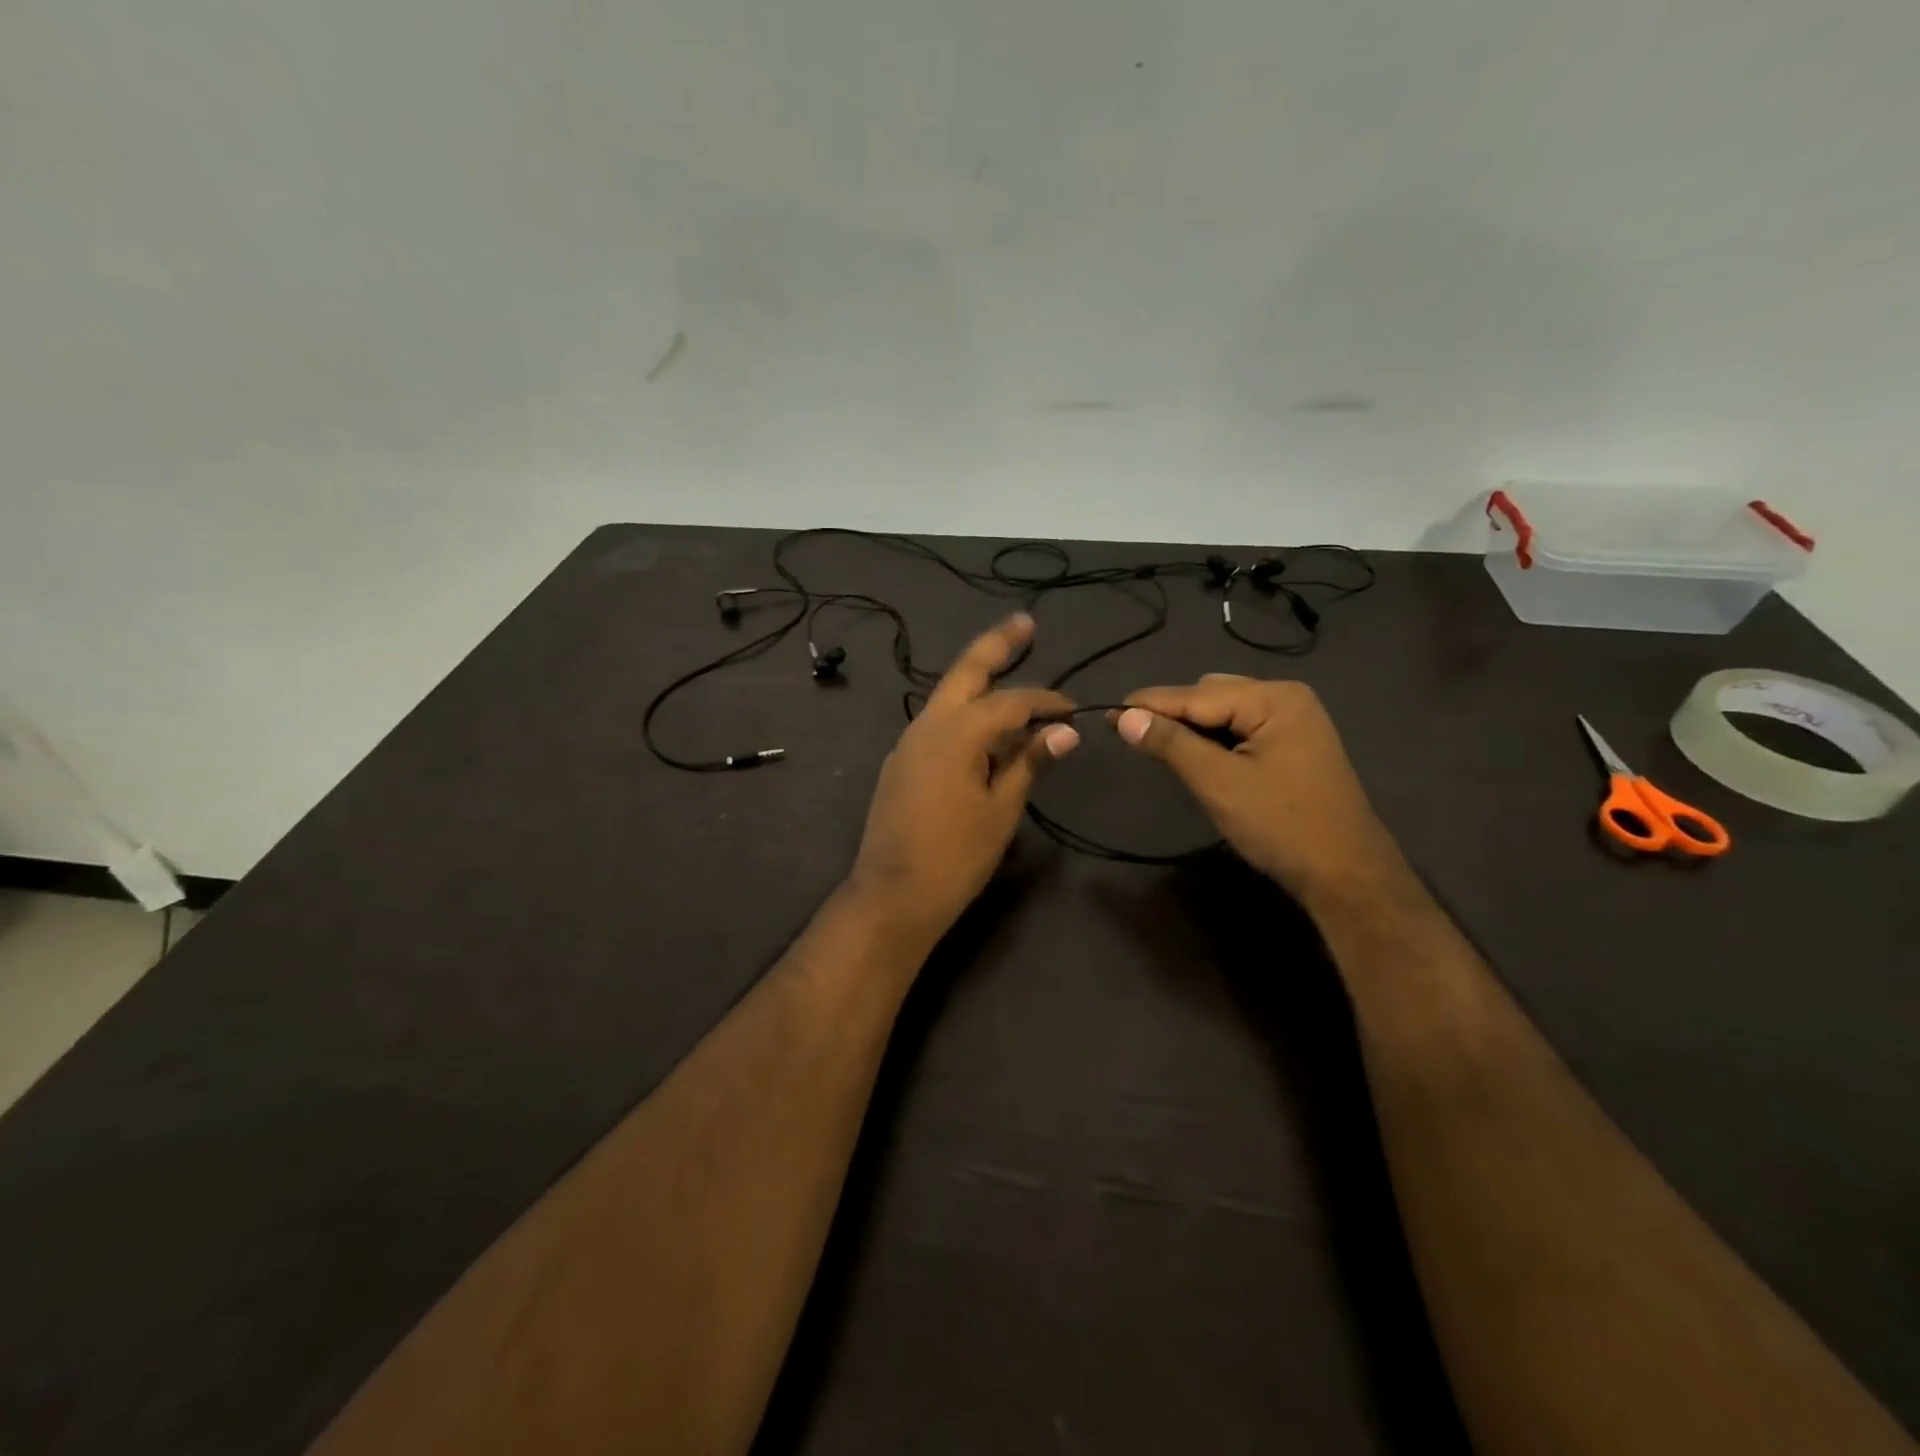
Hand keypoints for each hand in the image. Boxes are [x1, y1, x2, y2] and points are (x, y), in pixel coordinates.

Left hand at [848, 614, 1078, 949]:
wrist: (893, 894)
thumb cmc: (956, 855)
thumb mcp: (1002, 809)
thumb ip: (1029, 762)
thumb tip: (1065, 732)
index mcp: (957, 731)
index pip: (1012, 702)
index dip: (1047, 702)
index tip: (1074, 711)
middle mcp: (928, 724)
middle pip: (966, 672)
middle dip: (997, 645)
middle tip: (1025, 623)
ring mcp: (909, 741)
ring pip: (948, 696)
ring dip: (978, 678)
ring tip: (1008, 663)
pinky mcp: (903, 761)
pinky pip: (939, 724)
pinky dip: (965, 714)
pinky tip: (984, 727)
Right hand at [1114, 676, 1404, 904]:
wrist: (1345, 874)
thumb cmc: (1280, 825)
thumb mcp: (1218, 782)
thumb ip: (1171, 744)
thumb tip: (1124, 717)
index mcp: (1274, 699)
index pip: (1196, 695)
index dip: (1149, 704)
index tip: (1107, 711)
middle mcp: (1286, 698)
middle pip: (1211, 695)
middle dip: (1172, 714)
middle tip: (1133, 737)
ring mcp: (1294, 722)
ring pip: (1225, 713)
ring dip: (1192, 727)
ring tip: (1159, 747)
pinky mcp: (1294, 745)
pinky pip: (1241, 729)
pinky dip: (1214, 740)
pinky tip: (1197, 756)